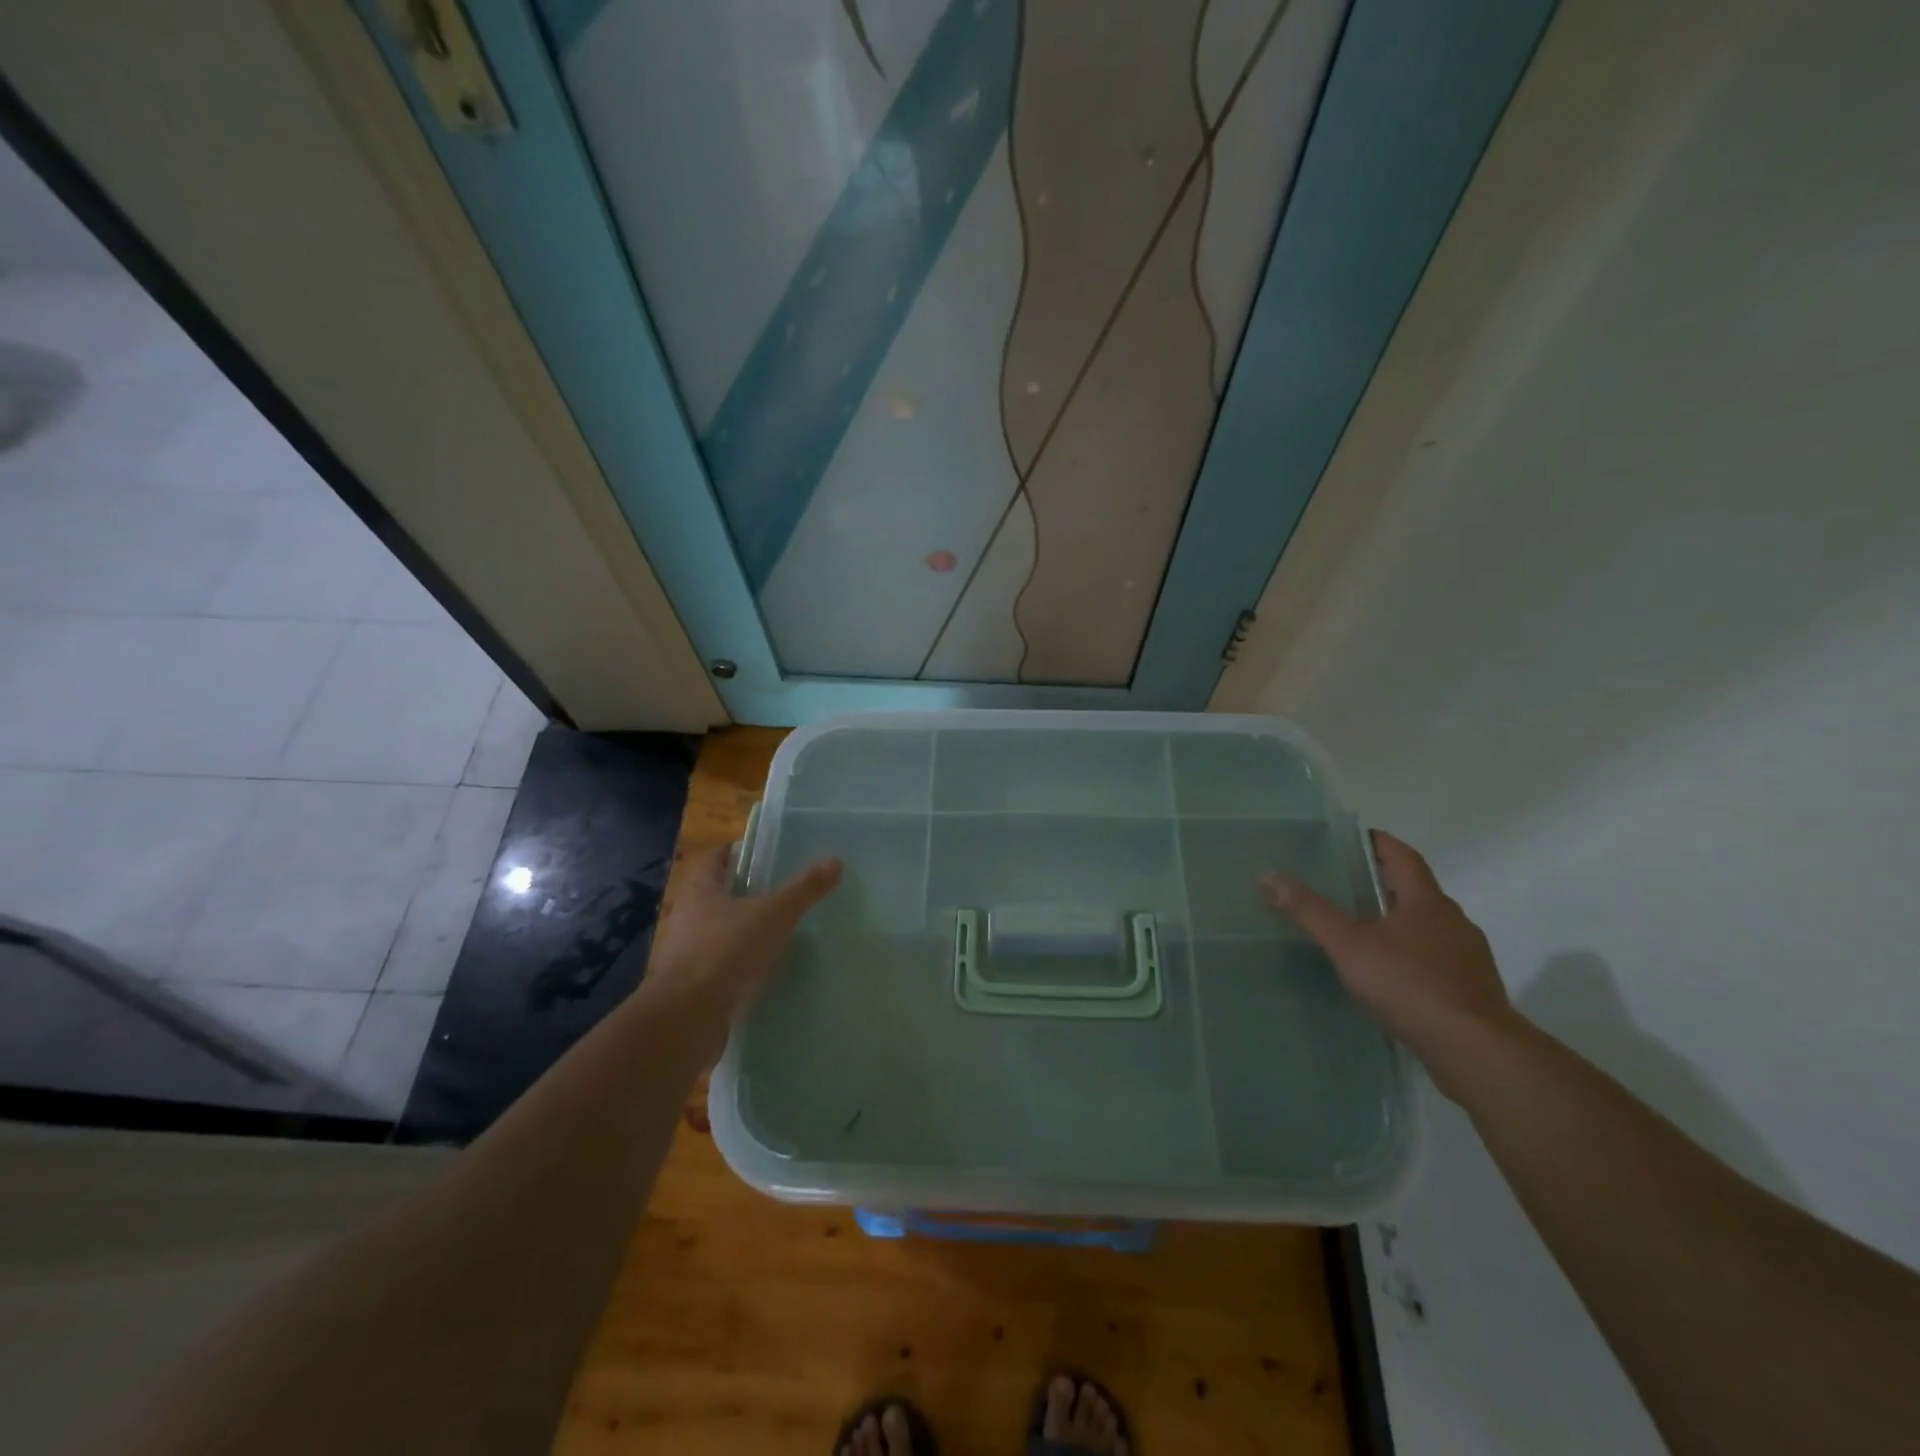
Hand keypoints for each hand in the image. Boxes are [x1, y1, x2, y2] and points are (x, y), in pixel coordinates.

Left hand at [641, 843, 841, 1039]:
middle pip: (717, 894)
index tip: (767, 855)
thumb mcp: (774, 914)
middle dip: (746, 892)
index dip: (740, 852)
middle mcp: (686, 915)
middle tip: (781, 892)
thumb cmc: (726, 951)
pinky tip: (764, 970)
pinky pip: (719, 964)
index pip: (717, 858)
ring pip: (718, 931)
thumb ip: (804, 889)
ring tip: (778, 932)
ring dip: (743, 930)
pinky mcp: (691, 984)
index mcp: (700, 889)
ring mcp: (685, 952)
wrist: (687, 1018)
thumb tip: (835, 861)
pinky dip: (739, 963)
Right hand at [1260, 831, 1515, 1095]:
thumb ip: (1310, 911)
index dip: (1380, 844)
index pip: (1403, 857)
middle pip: (1416, 892)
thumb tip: (1268, 876)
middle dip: (1383, 885)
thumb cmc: (1411, 985)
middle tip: (1345, 886)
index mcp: (1427, 902)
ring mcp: (1467, 959)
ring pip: (1427, 928)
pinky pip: (1435, 962)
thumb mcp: (1349, 945)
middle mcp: (1453, 922)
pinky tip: (1389, 977)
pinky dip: (1411, 958)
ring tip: (1361, 933)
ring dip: (1398, 924)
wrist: (1477, 1051)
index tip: (1355, 839)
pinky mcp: (1471, 992)